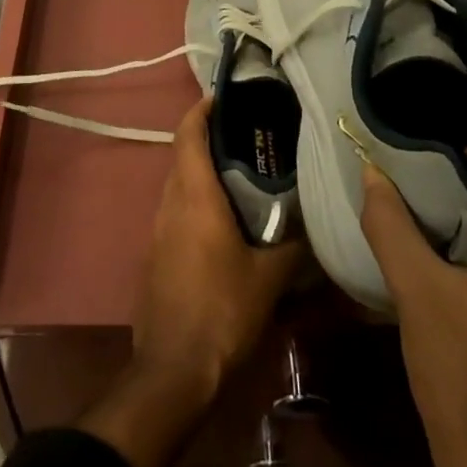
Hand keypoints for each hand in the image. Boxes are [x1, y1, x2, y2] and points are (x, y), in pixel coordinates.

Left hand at [132, 97, 301, 395]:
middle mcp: (170, 204)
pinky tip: (224, 223)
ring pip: (178, 186)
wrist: (173, 370)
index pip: (188, 134)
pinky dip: (196, 203)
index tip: (221, 96)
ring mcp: (157, 232)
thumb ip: (292, 247)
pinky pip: (176, 214)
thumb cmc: (222, 311)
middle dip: (208, 140)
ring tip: (241, 177)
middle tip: (246, 138)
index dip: (201, 110)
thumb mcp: (269, 279)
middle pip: (183, 157)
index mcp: (194, 197)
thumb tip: (312, 229)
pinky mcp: (155, 257)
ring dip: (202, 174)